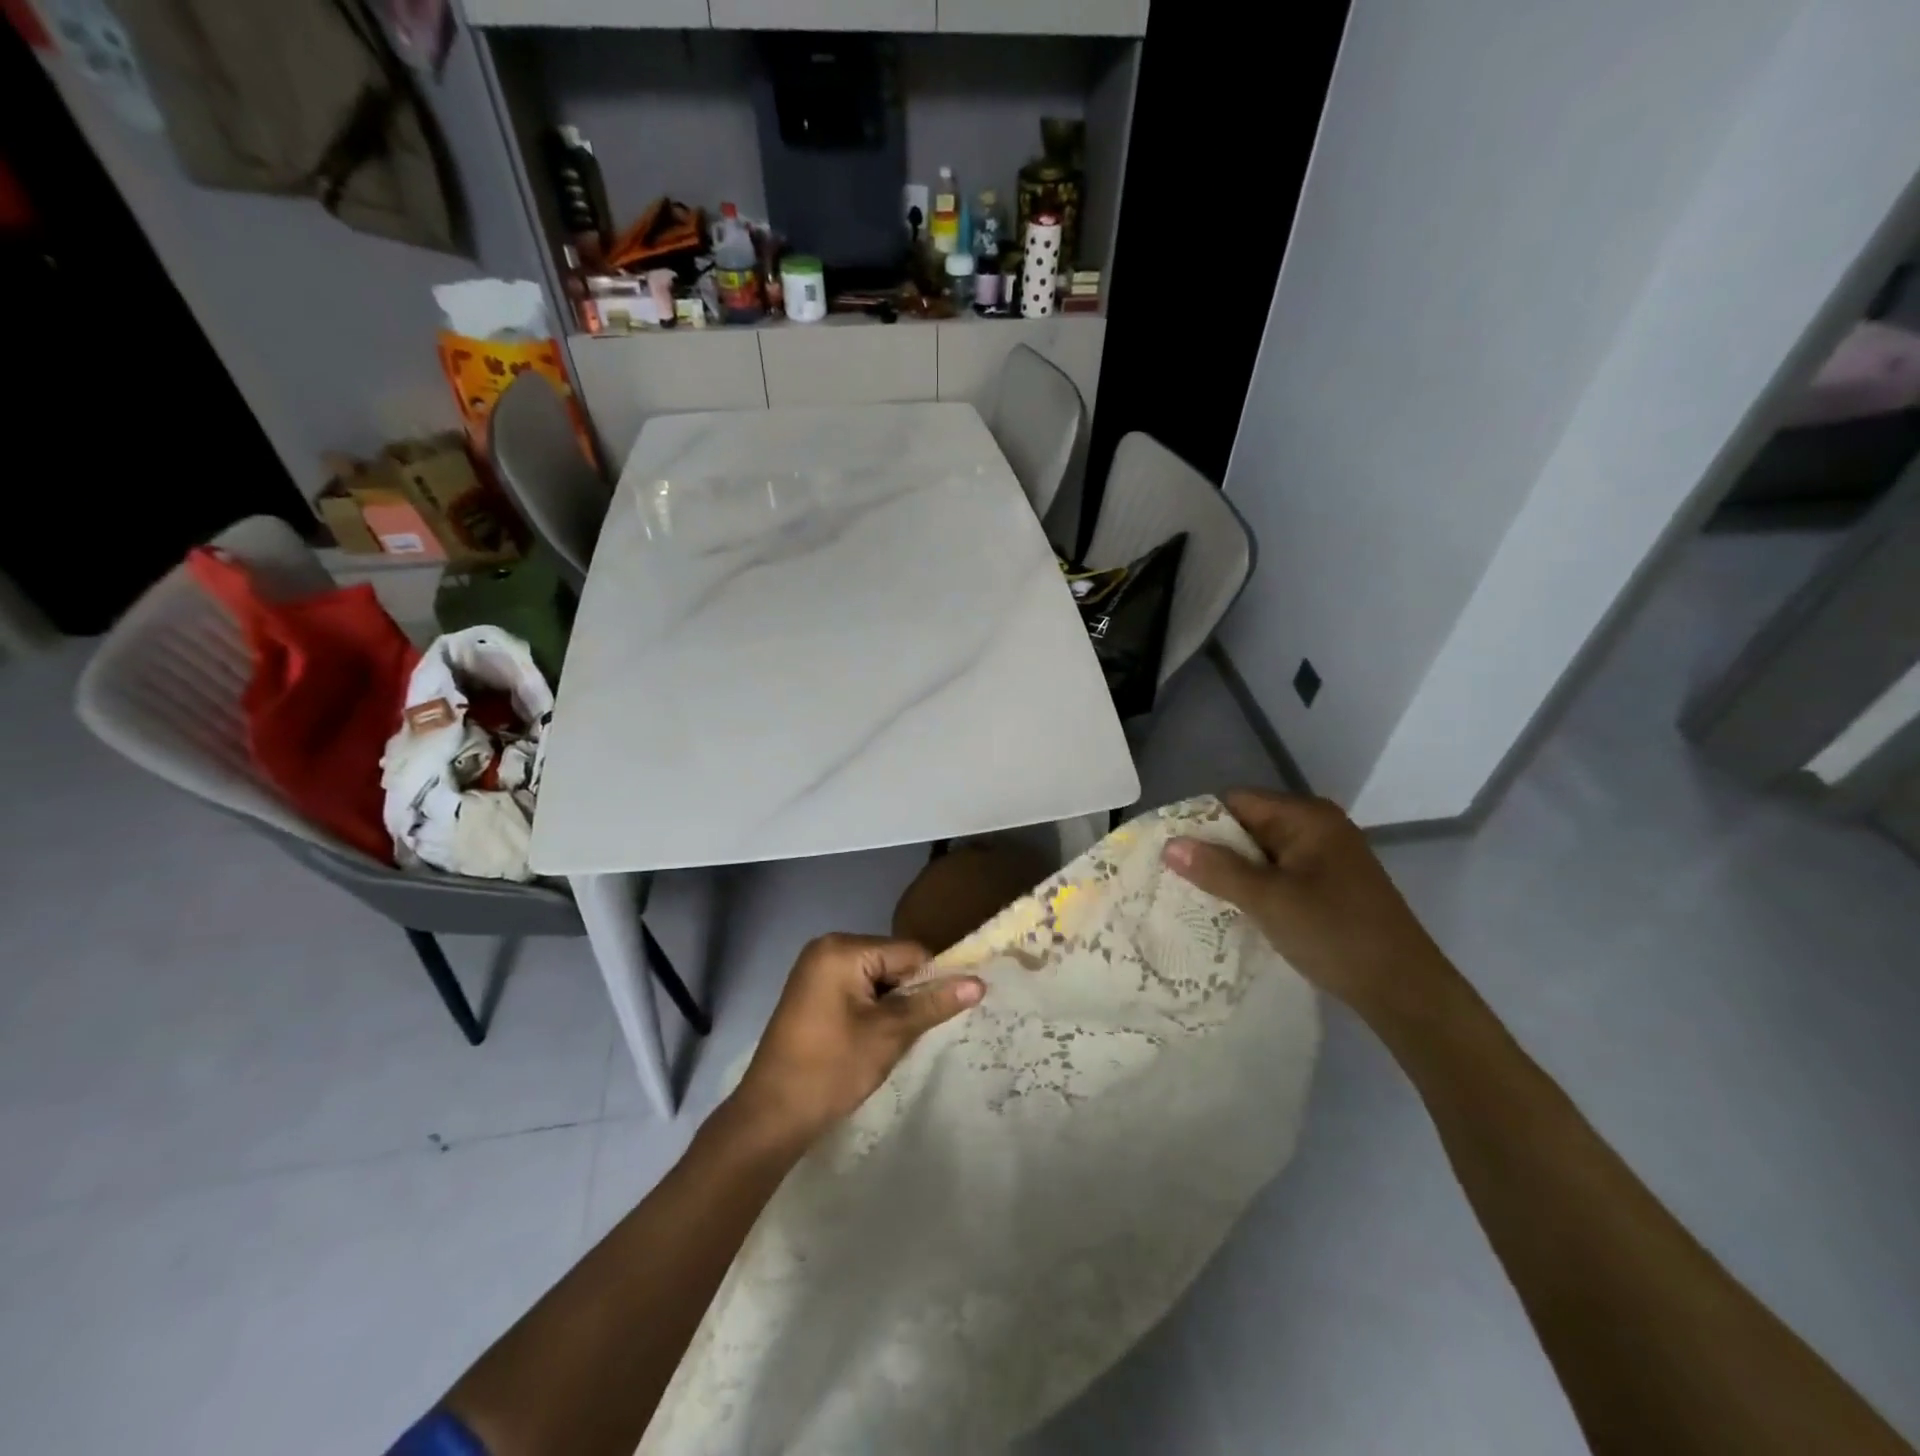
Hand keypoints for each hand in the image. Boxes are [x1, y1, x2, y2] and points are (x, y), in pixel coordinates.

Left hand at [730, 934, 984, 1145]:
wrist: (771, 1116)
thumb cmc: (832, 1069)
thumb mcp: (889, 1034)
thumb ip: (933, 1004)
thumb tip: (979, 983)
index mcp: (842, 949)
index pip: (909, 953)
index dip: (931, 982)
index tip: (941, 1016)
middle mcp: (827, 948)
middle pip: (892, 962)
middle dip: (908, 995)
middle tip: (914, 1033)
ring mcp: (815, 970)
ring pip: (876, 979)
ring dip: (891, 1006)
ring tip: (892, 1040)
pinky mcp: (811, 992)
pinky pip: (856, 989)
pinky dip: (871, 1010)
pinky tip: (871, 1040)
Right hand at [1163, 790, 1457, 1020]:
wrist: (1404, 990)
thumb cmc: (1335, 933)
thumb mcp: (1268, 900)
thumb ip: (1217, 869)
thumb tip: (1169, 844)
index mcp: (1307, 817)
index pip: (1236, 801)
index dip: (1200, 822)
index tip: (1170, 851)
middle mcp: (1318, 827)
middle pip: (1248, 825)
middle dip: (1213, 849)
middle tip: (1176, 876)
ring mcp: (1326, 857)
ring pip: (1262, 852)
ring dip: (1232, 871)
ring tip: (1197, 894)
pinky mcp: (1329, 885)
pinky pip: (1278, 873)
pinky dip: (1254, 886)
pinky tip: (1234, 909)